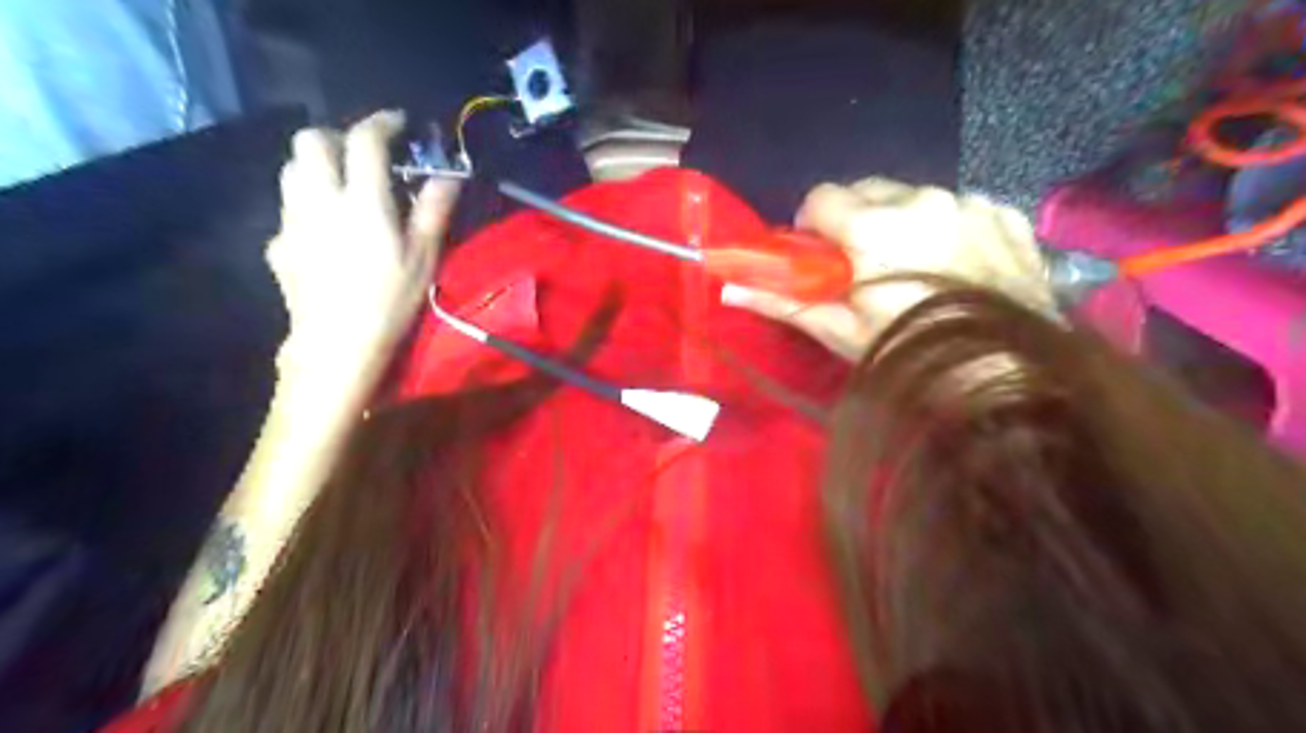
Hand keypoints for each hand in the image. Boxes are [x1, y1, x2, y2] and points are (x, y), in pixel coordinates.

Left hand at [262, 109, 458, 382]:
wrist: (337, 344)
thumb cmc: (390, 301)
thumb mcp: (424, 259)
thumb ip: (434, 211)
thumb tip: (448, 177)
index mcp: (362, 201)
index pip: (364, 140)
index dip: (382, 123)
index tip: (398, 124)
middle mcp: (319, 199)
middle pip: (311, 141)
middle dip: (338, 137)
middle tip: (365, 156)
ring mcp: (292, 220)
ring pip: (291, 169)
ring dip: (317, 165)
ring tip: (344, 187)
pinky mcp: (279, 243)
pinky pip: (289, 207)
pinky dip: (308, 203)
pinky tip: (327, 230)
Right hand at [718, 178, 1053, 361]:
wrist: (1010, 377)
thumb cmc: (908, 355)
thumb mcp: (840, 332)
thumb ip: (783, 301)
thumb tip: (728, 288)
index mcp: (873, 226)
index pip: (820, 196)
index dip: (813, 226)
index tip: (821, 257)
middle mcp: (921, 199)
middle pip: (867, 188)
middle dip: (855, 218)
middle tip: (863, 264)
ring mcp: (969, 202)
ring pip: (914, 196)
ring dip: (903, 222)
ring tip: (916, 269)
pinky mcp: (1005, 213)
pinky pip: (960, 206)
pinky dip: (948, 228)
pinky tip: (958, 266)